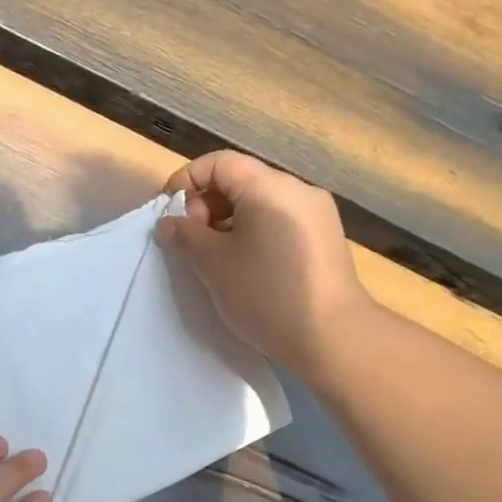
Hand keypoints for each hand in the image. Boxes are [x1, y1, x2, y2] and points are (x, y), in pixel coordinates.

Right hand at [157, 150, 374, 377]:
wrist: (333, 338)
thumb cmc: (266, 295)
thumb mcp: (213, 264)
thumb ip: (185, 236)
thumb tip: (169, 223)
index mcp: (270, 187)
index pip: (219, 163)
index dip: (186, 181)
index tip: (168, 215)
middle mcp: (298, 190)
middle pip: (240, 180)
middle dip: (206, 205)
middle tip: (191, 243)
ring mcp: (316, 214)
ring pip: (259, 203)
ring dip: (227, 223)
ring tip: (214, 259)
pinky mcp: (324, 239)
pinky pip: (278, 222)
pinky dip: (253, 234)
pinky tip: (245, 267)